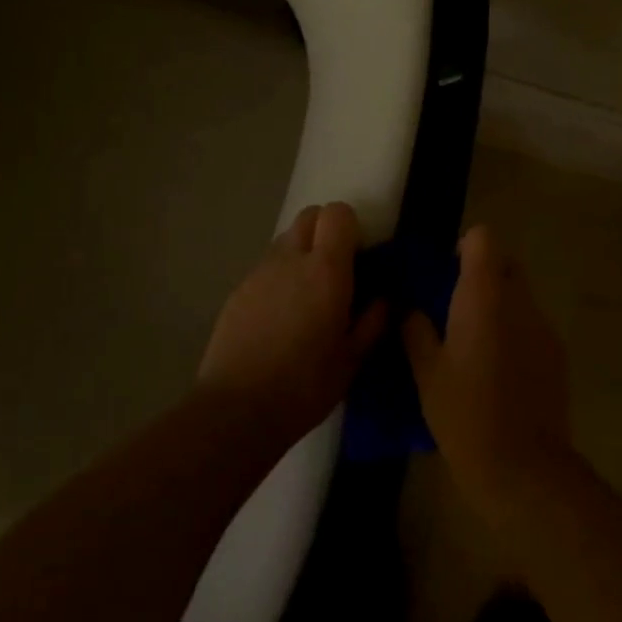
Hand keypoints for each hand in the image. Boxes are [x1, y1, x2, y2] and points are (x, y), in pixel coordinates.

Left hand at [199, 202, 386, 443]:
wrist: (236, 409)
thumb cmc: (304, 386)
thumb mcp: (352, 360)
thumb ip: (373, 322)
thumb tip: (385, 299)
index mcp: (325, 270)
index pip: (337, 213)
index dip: (351, 226)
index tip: (360, 255)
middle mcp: (290, 259)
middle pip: (309, 216)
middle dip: (326, 231)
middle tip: (337, 270)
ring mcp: (259, 272)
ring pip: (285, 241)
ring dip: (301, 254)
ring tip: (307, 297)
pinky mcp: (237, 290)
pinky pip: (266, 268)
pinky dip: (279, 277)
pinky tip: (280, 317)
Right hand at [402, 226, 574, 513]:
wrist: (524, 469)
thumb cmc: (465, 414)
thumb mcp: (426, 372)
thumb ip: (415, 329)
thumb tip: (410, 308)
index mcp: (484, 297)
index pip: (483, 239)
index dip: (463, 248)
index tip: (444, 273)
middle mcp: (519, 301)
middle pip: (505, 263)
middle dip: (481, 274)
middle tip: (453, 305)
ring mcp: (543, 327)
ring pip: (519, 295)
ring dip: (497, 303)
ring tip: (471, 341)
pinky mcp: (556, 354)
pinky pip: (530, 324)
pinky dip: (512, 330)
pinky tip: (495, 368)